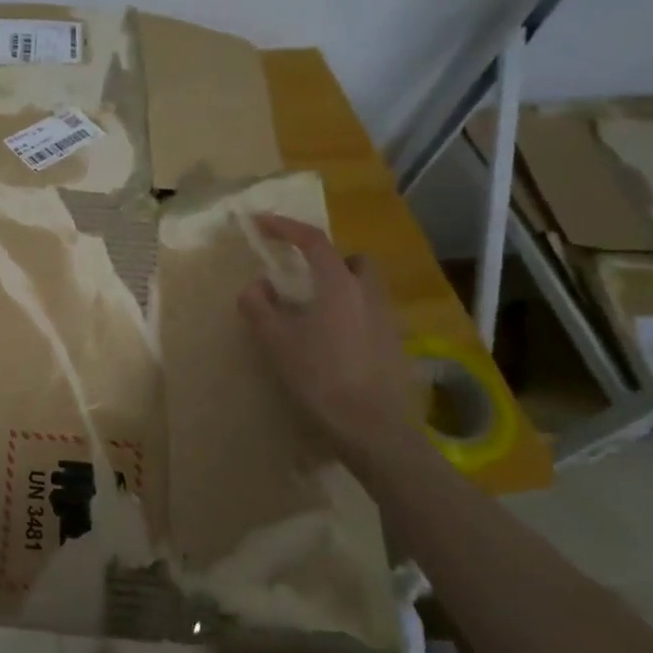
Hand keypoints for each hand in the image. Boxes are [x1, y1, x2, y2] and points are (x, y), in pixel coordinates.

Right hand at [237, 216, 418, 456]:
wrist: (372, 429)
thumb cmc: (320, 377)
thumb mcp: (276, 341)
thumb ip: (260, 306)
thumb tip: (256, 286)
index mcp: (338, 285)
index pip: (312, 241)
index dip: (285, 227)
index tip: (261, 223)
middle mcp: (368, 294)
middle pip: (352, 260)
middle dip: (328, 260)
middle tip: (302, 276)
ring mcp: (388, 321)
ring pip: (365, 289)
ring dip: (341, 289)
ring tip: (314, 314)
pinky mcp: (396, 347)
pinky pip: (371, 316)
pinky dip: (351, 317)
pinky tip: (333, 344)